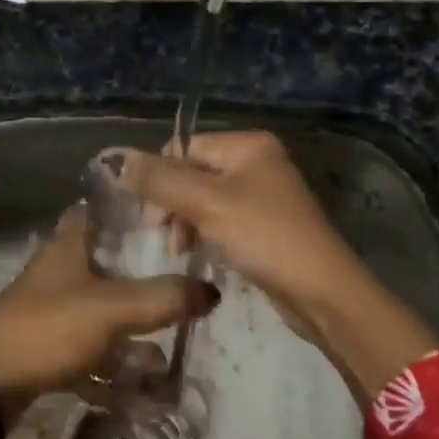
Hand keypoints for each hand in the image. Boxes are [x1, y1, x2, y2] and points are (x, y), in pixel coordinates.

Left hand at [0, 205, 217, 416]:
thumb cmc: (48, 328)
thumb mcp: (112, 309)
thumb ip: (162, 298)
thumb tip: (212, 290)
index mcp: (68, 246)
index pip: (99, 212)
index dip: (130, 213)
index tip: (168, 223)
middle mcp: (59, 272)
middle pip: (107, 266)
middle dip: (143, 282)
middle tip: (182, 294)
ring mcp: (51, 311)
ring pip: (101, 314)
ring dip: (131, 337)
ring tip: (167, 357)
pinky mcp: (47, 348)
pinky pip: (89, 355)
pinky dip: (112, 373)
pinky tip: (143, 397)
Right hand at [116, 131, 379, 348]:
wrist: (322, 293)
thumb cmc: (264, 237)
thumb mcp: (206, 204)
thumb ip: (159, 180)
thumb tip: (115, 159)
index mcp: (247, 145)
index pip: (184, 148)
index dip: (160, 177)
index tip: (151, 216)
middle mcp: (256, 161)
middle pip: (192, 172)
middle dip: (171, 203)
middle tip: (162, 236)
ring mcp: (262, 194)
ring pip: (203, 198)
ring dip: (184, 221)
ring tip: (181, 250)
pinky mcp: (264, 225)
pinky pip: (220, 218)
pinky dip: (204, 232)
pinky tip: (199, 253)